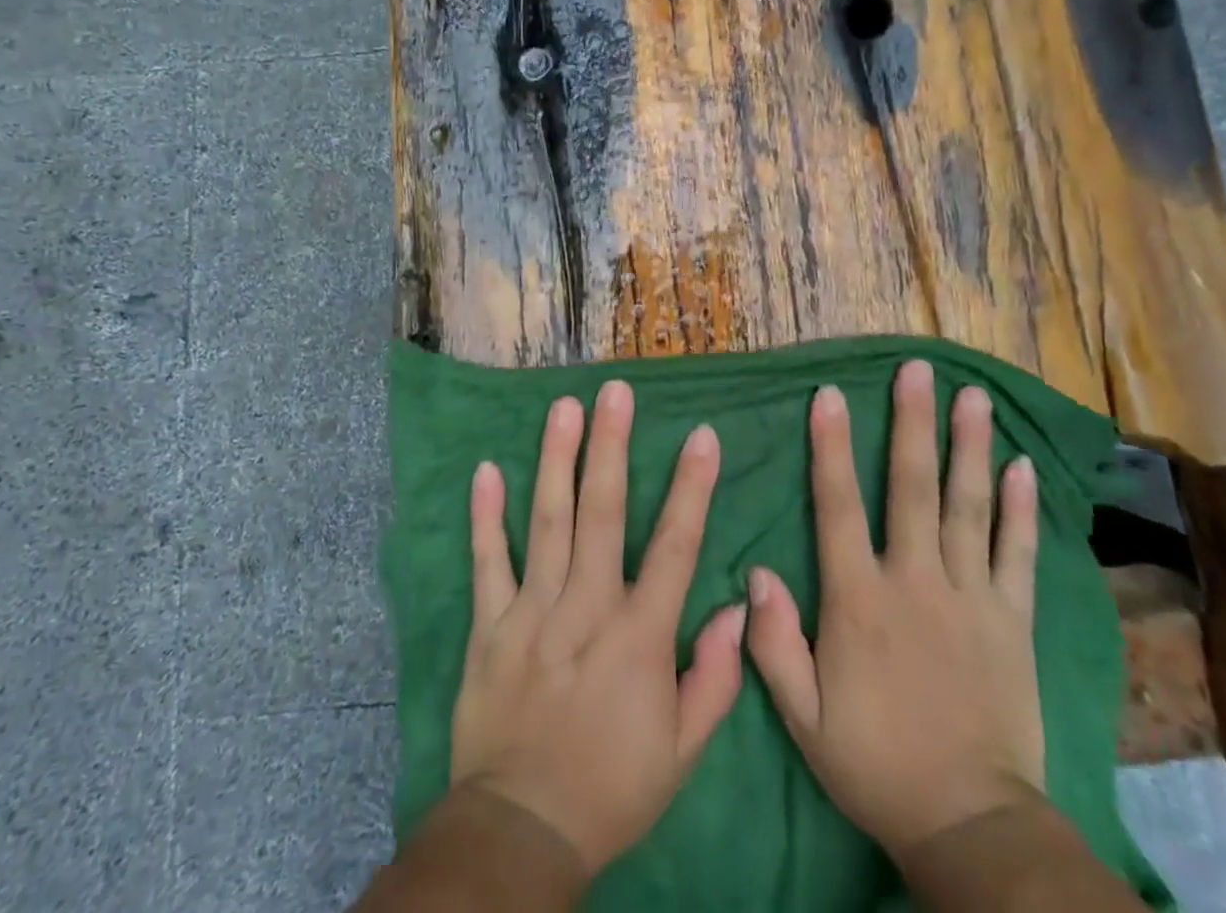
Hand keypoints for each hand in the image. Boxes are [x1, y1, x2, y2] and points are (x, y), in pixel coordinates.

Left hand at [448, 382, 748, 876]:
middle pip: (601, 515)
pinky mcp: (490, 626)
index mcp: (639, 637)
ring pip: (546, 523)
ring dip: (556, 461)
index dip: (691, 489)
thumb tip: (740, 606)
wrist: (522, 833)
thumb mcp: (683, 750)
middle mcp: (586, 609)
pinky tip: (486, 469)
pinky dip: (485, 517)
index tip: (702, 436)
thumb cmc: (613, 786)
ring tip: (563, 408)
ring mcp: (532, 613)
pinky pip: (488, 563)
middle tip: (615, 391)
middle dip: (610, 448)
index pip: (673, 547)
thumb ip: (716, 676)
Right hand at [746, 360, 1045, 857]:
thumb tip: (754, 571)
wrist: (969, 825)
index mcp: (859, 601)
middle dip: (912, 423)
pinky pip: (1017, 555)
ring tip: (974, 397)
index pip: (837, 507)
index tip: (830, 395)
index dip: (830, 448)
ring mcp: (970, 597)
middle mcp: (915, 582)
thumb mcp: (803, 715)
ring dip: (968, 447)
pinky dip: (1020, 510)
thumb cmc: (874, 763)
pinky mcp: (1011, 621)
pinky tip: (1021, 467)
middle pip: (912, 488)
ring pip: (967, 507)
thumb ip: (773, 643)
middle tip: (918, 370)